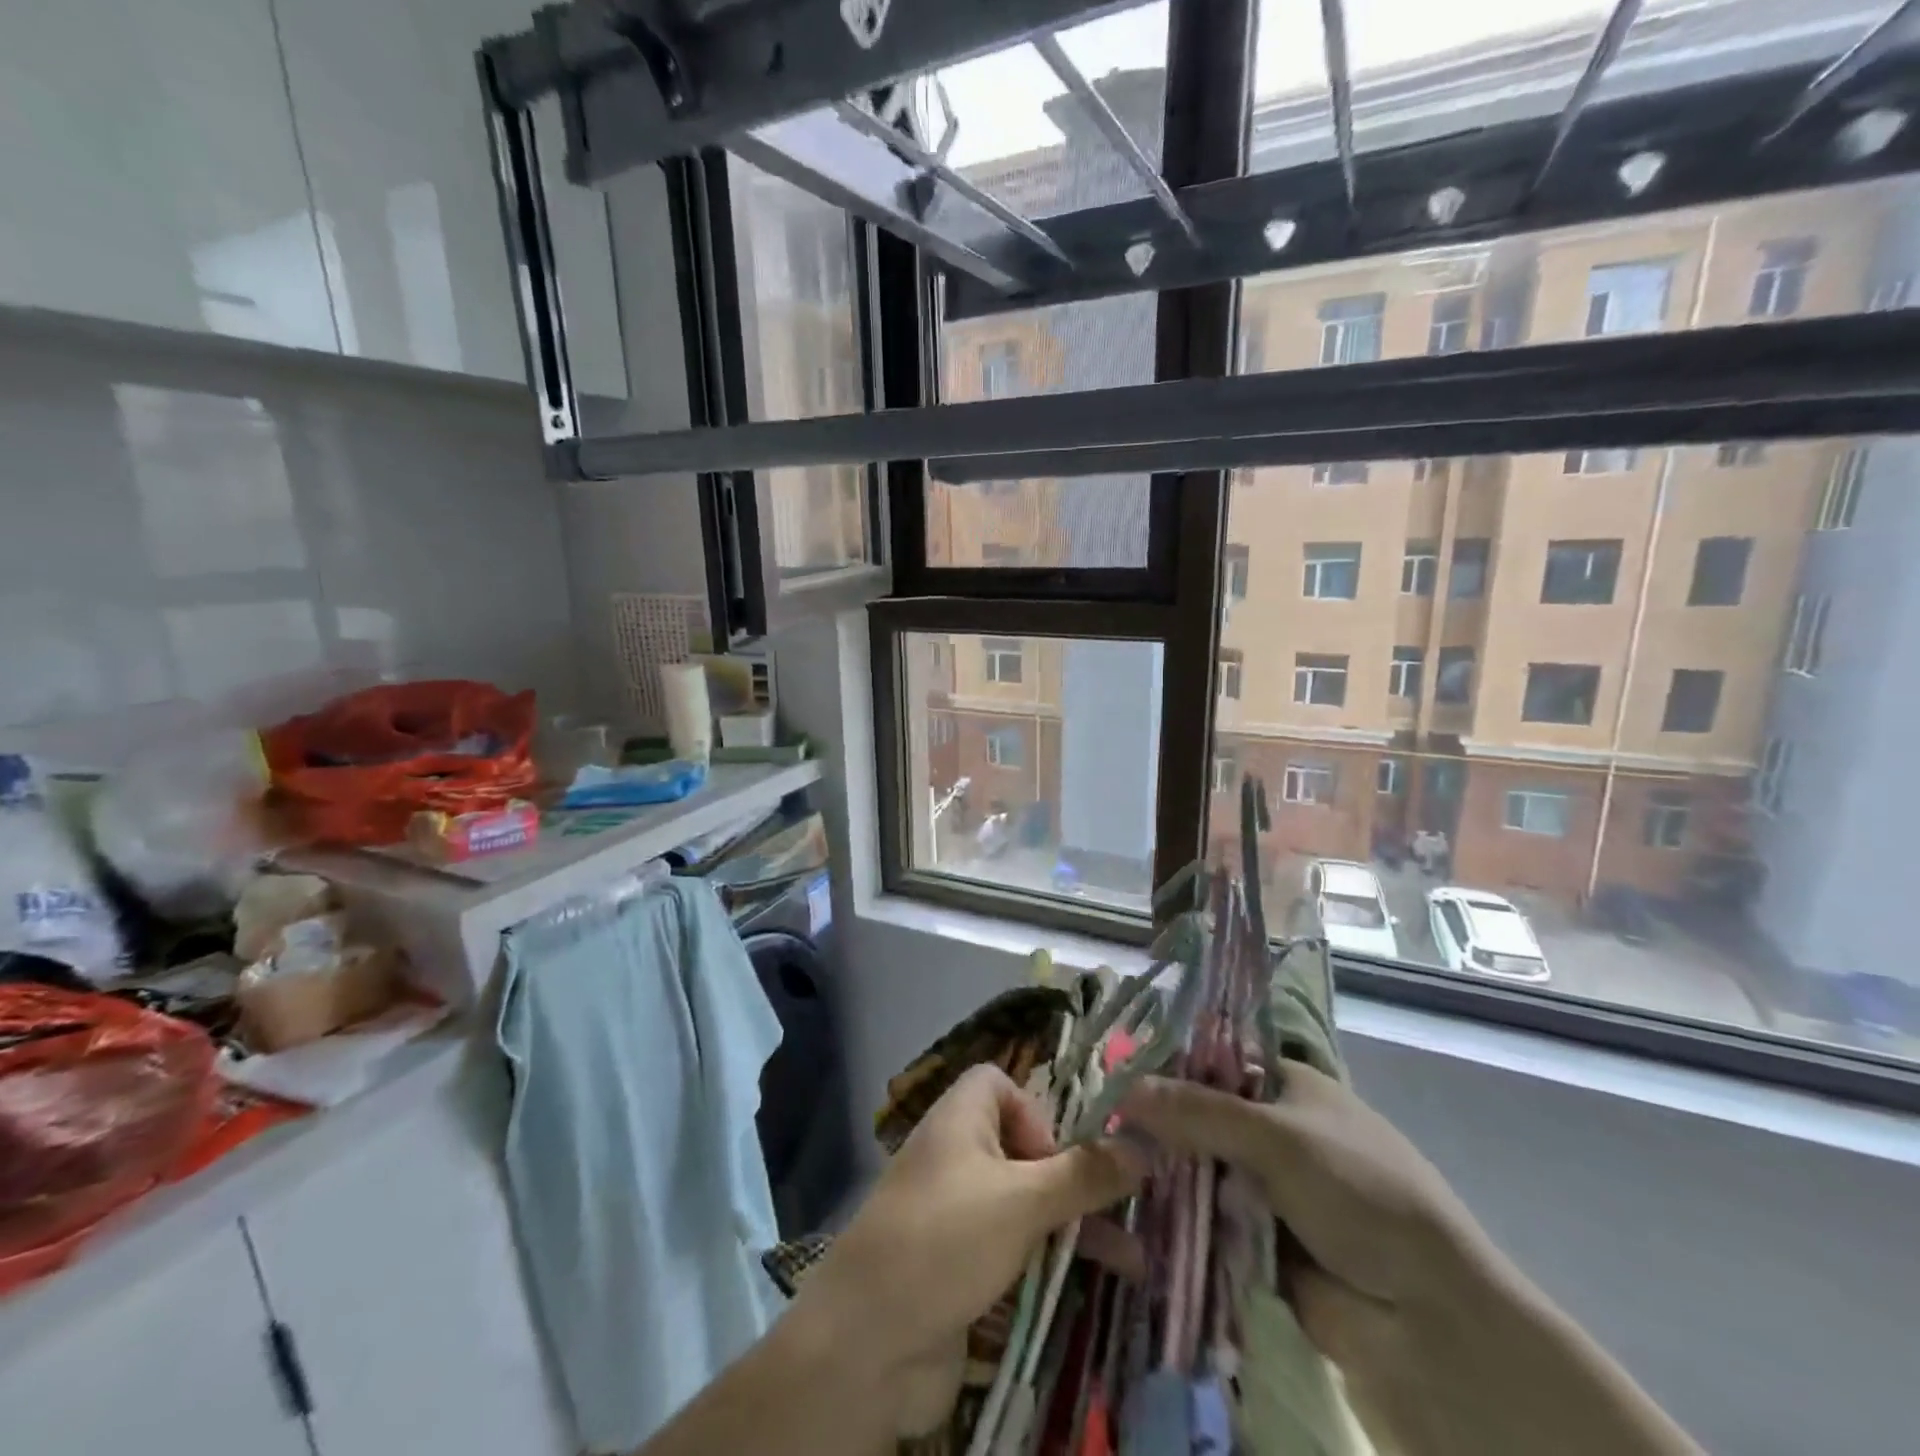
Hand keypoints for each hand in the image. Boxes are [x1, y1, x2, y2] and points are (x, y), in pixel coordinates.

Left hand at [792, 1064, 1140, 1432]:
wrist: (866, 1342)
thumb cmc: (947, 1239)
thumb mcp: (1023, 1201)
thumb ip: (1084, 1174)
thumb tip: (1143, 1146)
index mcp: (959, 1118)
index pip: (997, 1083)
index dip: (1034, 1108)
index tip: (1060, 1152)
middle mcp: (955, 1155)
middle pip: (1021, 1146)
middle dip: (1072, 1176)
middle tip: (1121, 1206)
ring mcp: (955, 1213)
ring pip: (1024, 1203)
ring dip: (1073, 1226)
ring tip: (1133, 1262)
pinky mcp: (958, 1266)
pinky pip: (1012, 1249)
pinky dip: (1047, 1261)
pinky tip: (1091, 1289)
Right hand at [1120, 1063, 1483, 1316]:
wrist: (1429, 1324)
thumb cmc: (1361, 1196)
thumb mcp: (1279, 1138)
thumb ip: (1198, 1110)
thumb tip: (1123, 1087)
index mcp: (1288, 1086)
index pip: (1212, 1061)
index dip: (1166, 1064)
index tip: (1112, 1072)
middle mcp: (1274, 1130)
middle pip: (1199, 1116)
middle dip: (1157, 1125)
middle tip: (1098, 1126)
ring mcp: (1265, 1189)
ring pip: (1197, 1170)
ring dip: (1163, 1176)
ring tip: (1103, 1170)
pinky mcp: (1256, 1243)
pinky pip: (1204, 1221)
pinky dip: (1177, 1221)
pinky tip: (1130, 1215)